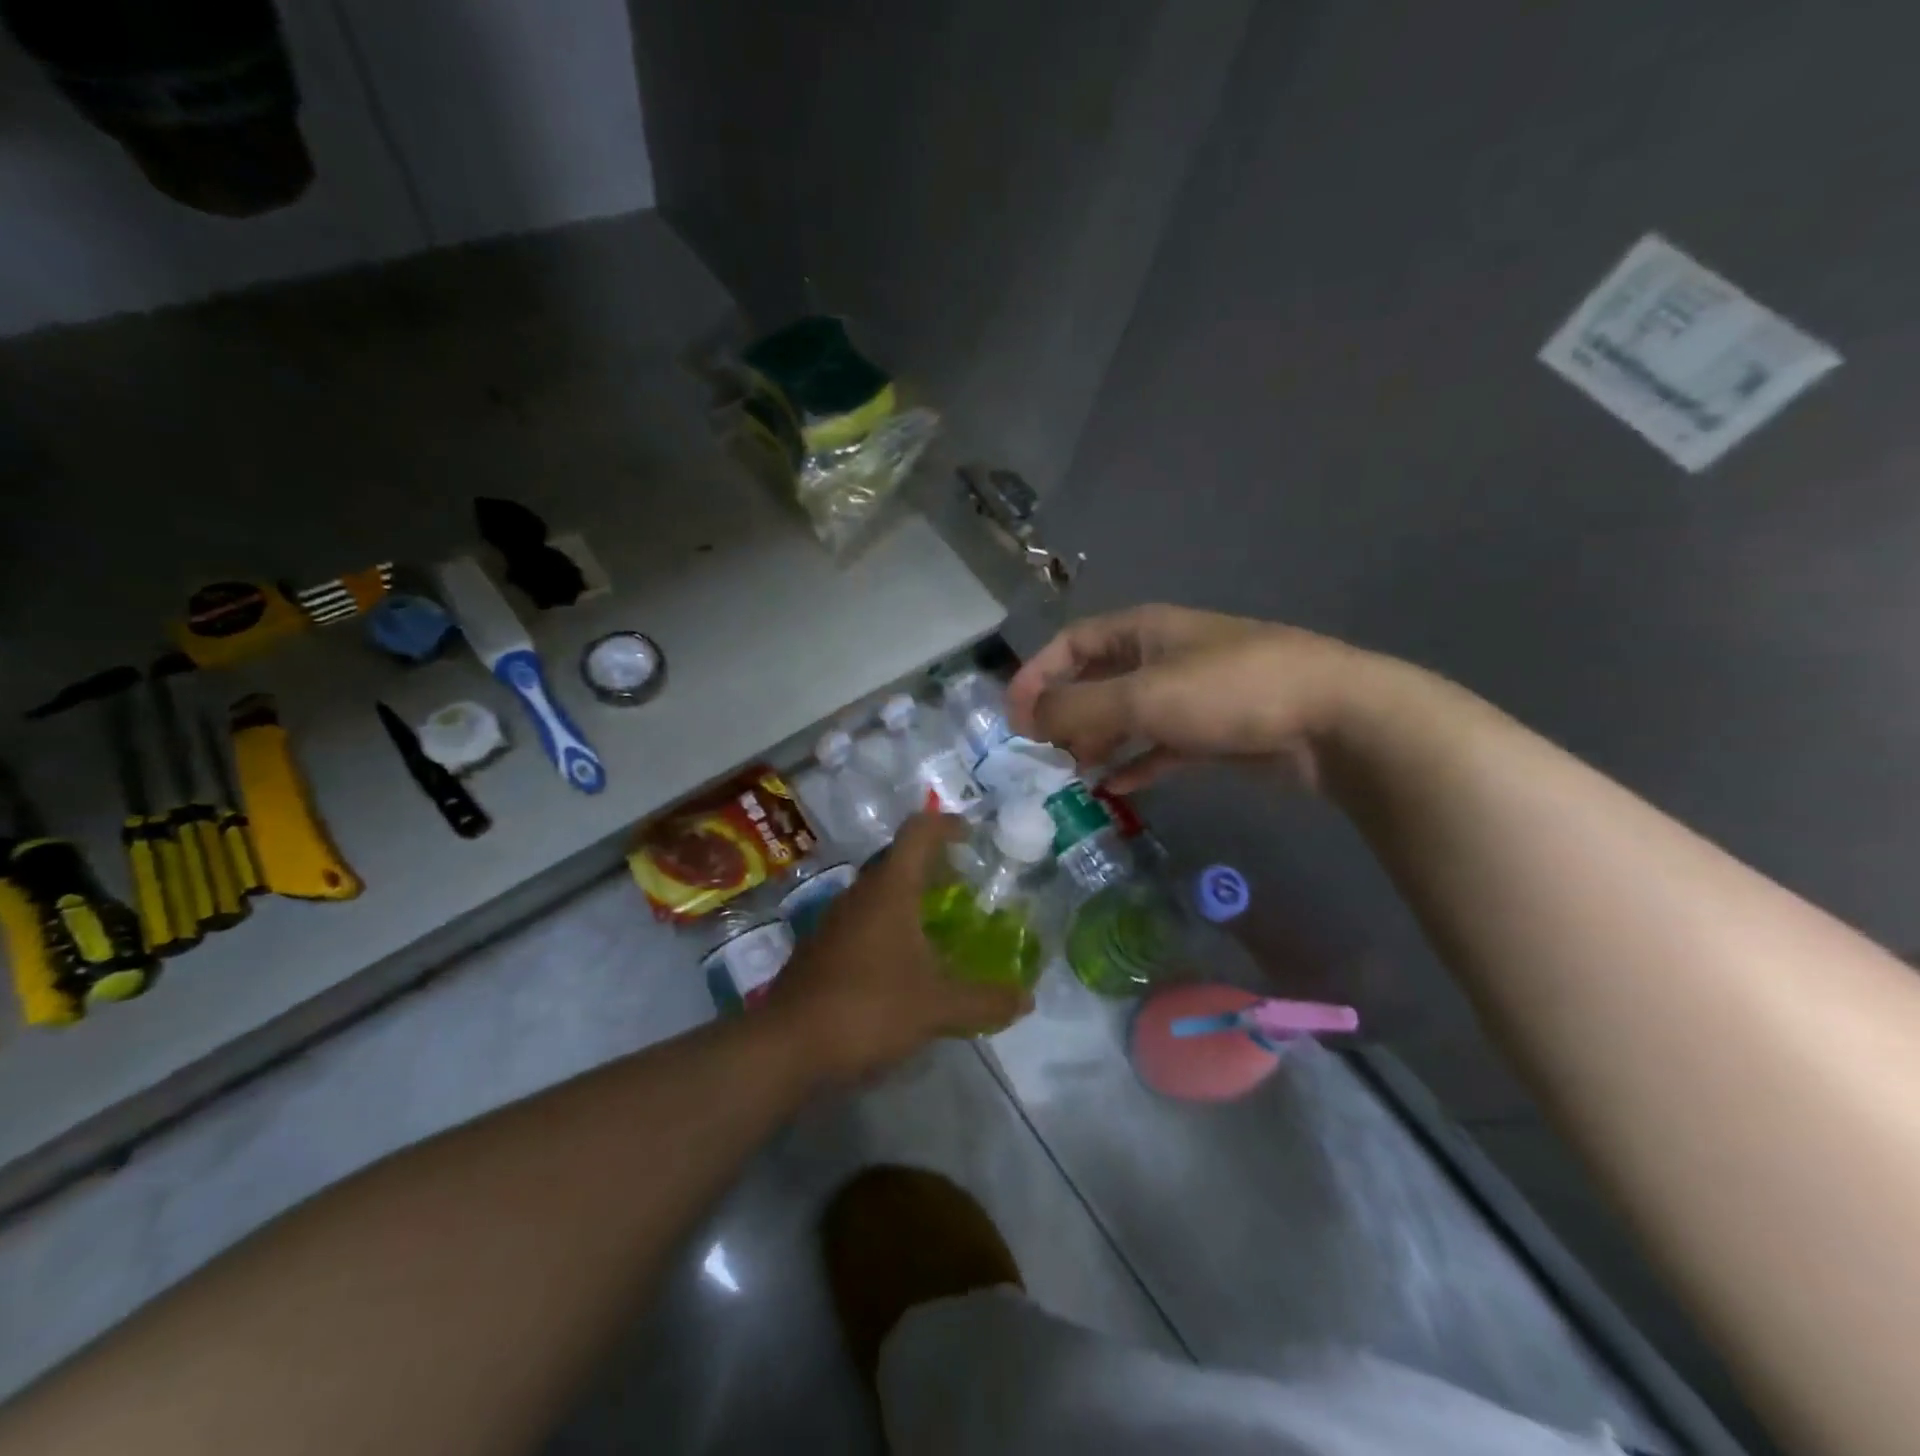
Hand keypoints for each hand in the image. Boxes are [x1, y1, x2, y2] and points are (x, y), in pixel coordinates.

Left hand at [766, 814, 1031, 1083]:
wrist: (787, 1046)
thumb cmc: (868, 1009)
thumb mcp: (937, 1008)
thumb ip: (985, 1001)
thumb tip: (1027, 1000)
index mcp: (889, 890)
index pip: (917, 833)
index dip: (946, 825)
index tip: (971, 835)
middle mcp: (859, 894)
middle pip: (897, 859)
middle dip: (932, 863)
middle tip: (964, 882)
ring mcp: (835, 920)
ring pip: (878, 891)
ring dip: (909, 895)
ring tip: (940, 921)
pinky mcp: (822, 948)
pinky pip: (863, 920)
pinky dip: (889, 924)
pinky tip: (905, 961)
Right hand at [1007, 604, 1385, 793]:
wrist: (1334, 720)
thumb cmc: (1230, 692)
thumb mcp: (1144, 696)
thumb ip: (1078, 708)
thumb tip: (1026, 720)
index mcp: (1145, 630)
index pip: (1073, 643)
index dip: (1038, 674)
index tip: (1013, 717)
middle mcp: (1164, 656)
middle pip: (1098, 681)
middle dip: (1065, 714)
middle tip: (1039, 753)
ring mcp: (1191, 695)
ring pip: (1127, 716)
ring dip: (1097, 742)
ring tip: (1070, 774)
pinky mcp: (1214, 732)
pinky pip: (1160, 746)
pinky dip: (1136, 763)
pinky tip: (1115, 788)